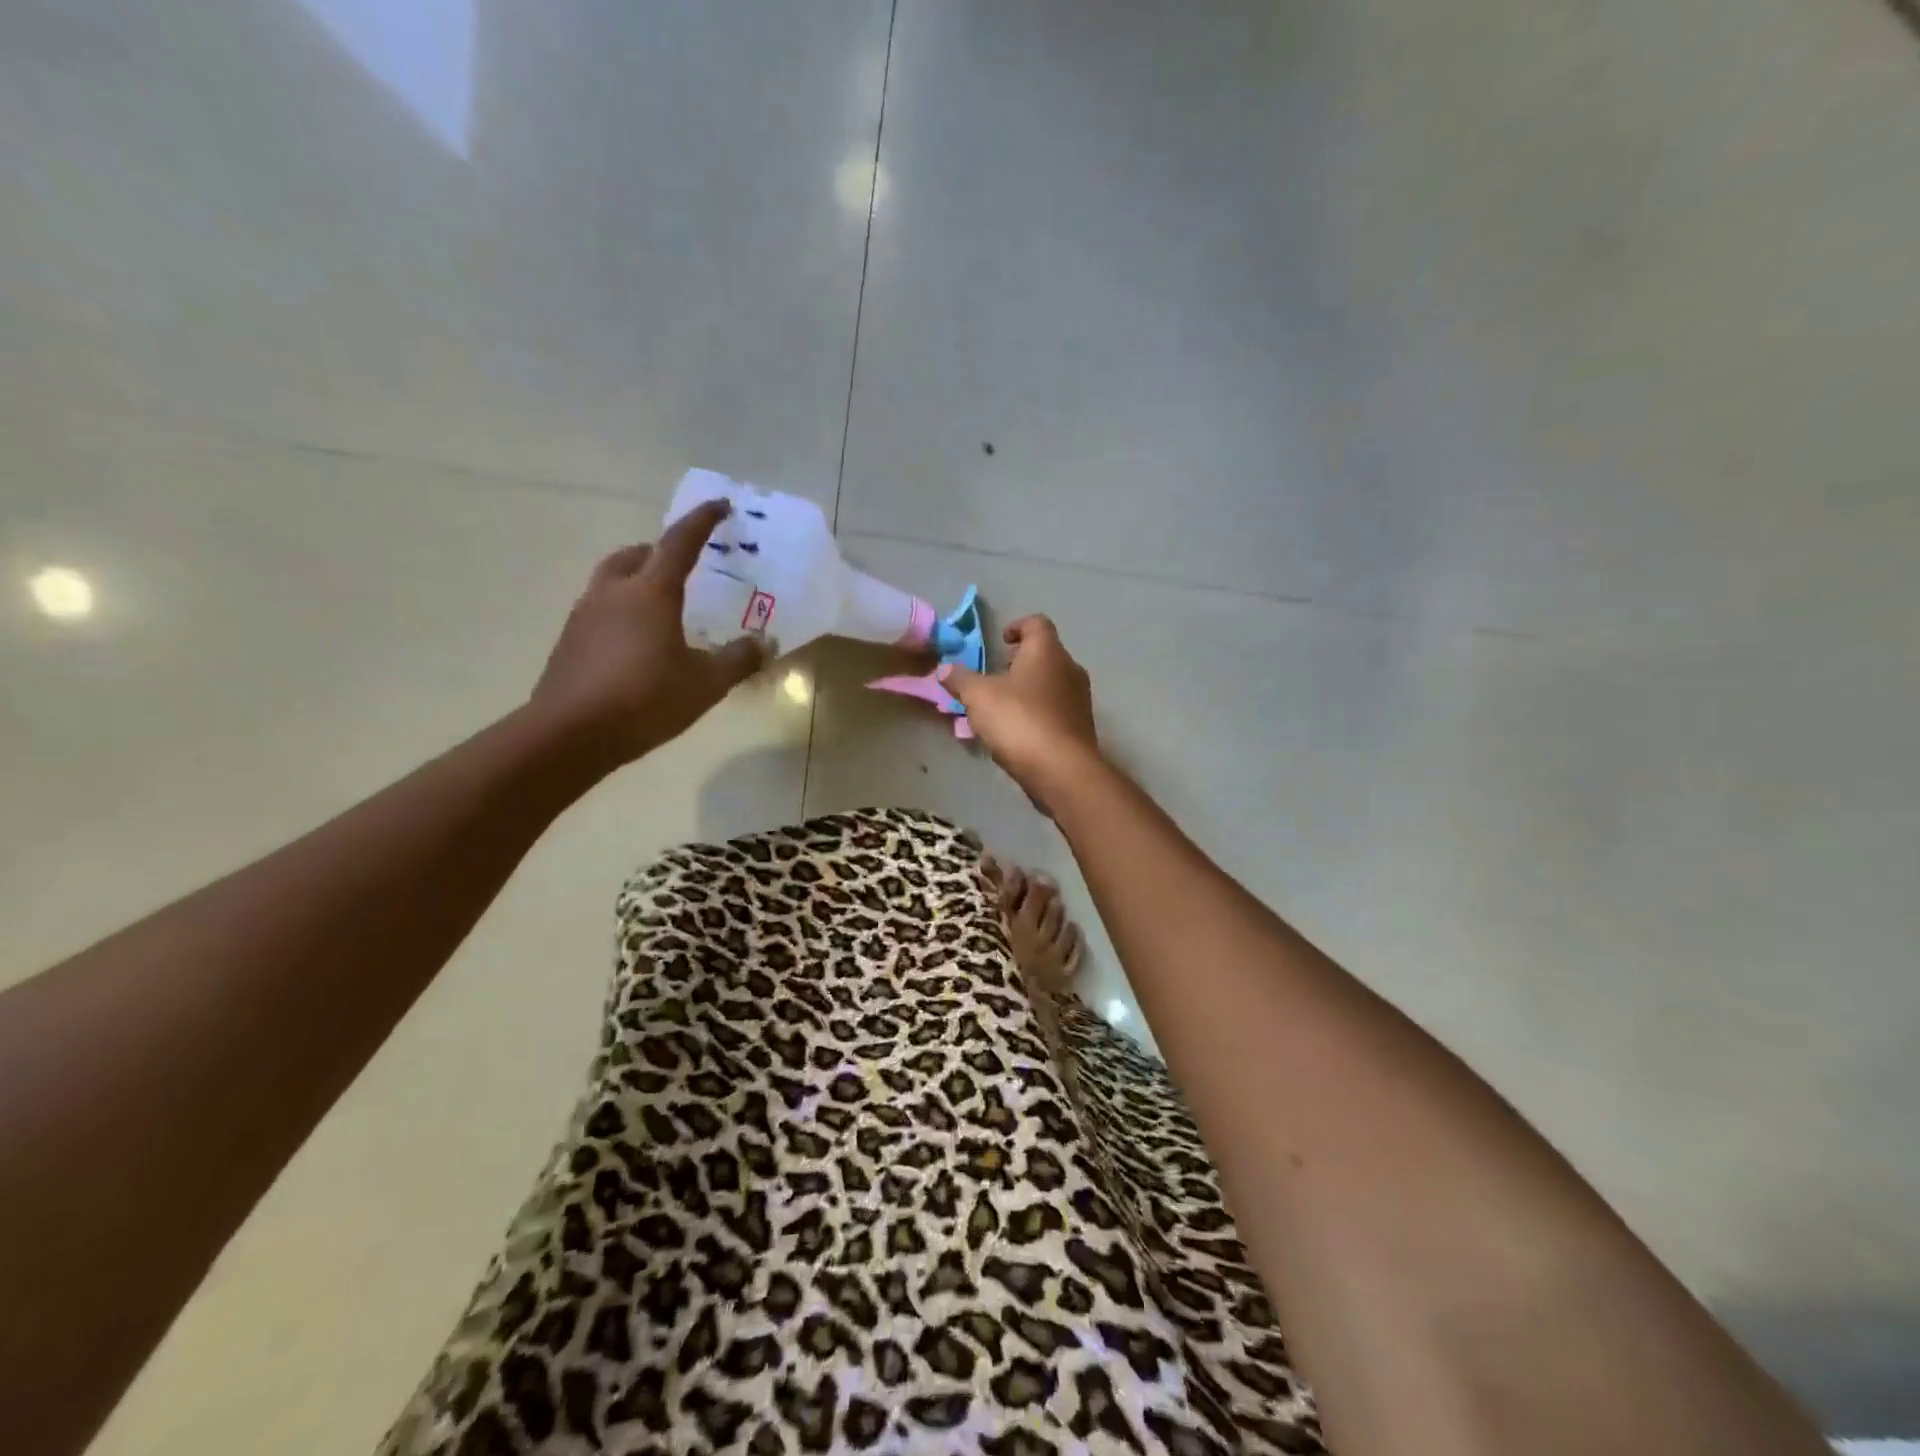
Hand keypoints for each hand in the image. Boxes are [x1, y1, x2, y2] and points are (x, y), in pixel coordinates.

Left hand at [531, 499, 764, 767]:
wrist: (570, 734)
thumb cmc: (645, 700)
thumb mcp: (705, 684)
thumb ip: (738, 660)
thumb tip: (764, 642)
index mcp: (650, 592)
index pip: (679, 542)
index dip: (702, 520)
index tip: (720, 505)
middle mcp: (614, 592)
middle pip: (635, 554)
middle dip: (659, 551)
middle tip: (682, 565)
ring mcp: (584, 615)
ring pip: (612, 580)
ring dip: (636, 580)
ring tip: (661, 607)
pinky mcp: (569, 641)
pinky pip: (599, 609)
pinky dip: (621, 610)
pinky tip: (635, 643)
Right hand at [940, 615, 1100, 802]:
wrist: (1062, 770)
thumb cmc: (1019, 720)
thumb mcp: (978, 697)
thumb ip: (960, 679)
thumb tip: (944, 669)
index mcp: (1047, 652)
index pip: (1037, 623)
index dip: (1017, 626)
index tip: (1000, 641)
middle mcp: (1070, 669)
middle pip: (1045, 654)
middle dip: (1019, 662)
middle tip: (995, 677)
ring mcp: (1079, 700)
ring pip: (1051, 684)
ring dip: (1027, 690)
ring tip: (1001, 708)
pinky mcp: (1080, 727)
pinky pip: (1055, 710)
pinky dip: (1037, 713)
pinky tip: (1017, 732)